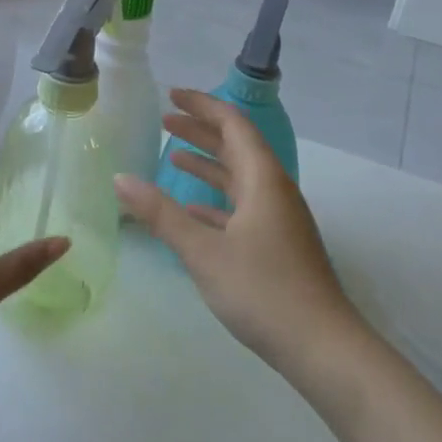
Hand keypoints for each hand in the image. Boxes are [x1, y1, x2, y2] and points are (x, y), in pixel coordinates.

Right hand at [115, 90, 365, 380]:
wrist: (321, 345)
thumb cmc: (262, 289)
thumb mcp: (203, 251)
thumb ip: (161, 214)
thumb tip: (120, 179)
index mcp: (263, 179)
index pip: (233, 125)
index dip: (203, 106)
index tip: (171, 96)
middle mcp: (274, 190)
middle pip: (237, 147)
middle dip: (202, 130)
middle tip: (165, 120)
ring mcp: (279, 218)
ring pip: (239, 178)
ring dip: (208, 164)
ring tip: (172, 155)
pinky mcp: (278, 244)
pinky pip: (242, 207)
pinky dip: (215, 200)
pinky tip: (191, 210)